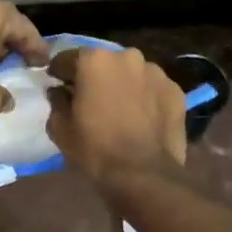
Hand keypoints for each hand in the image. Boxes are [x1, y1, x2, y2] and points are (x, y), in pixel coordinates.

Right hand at [47, 47, 185, 192]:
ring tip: (119, 110)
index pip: (66, 58)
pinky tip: (141, 118)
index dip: (59, 74)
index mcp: (94, 60)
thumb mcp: (60, 127)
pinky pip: (152, 89)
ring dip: (121, 85)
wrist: (144, 175)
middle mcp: (127, 56)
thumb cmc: (94, 149)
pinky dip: (145, 97)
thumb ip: (56, 100)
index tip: (57, 87)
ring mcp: (156, 72)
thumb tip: (59, 91)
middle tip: (90, 100)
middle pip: (102, 62)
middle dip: (94, 77)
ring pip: (130, 73)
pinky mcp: (175, 90)